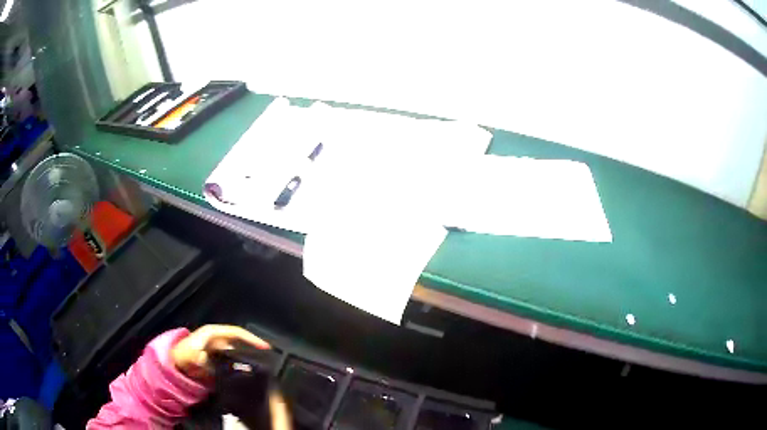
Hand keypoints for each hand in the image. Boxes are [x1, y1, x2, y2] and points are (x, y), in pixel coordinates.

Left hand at [171, 325, 270, 379]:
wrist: (173, 364)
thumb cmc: (183, 356)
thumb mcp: (194, 355)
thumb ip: (210, 359)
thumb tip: (226, 364)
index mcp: (213, 333)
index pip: (236, 332)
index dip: (251, 338)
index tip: (265, 347)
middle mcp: (218, 339)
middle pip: (240, 342)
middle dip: (253, 349)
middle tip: (268, 359)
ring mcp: (218, 349)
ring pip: (238, 352)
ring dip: (249, 358)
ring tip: (262, 367)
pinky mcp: (218, 359)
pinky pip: (233, 361)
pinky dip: (241, 365)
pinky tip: (247, 374)